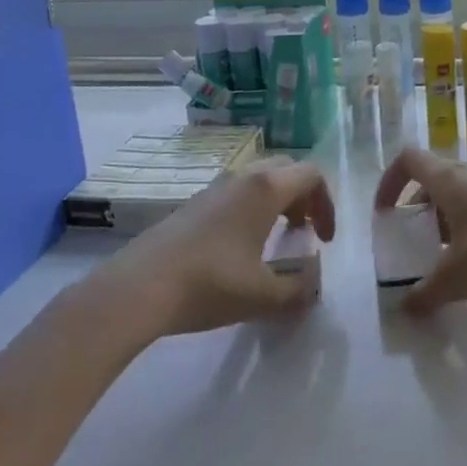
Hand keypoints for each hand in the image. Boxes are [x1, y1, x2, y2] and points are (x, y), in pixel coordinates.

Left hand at [103, 157, 335, 337]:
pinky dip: (253, 209)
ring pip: (260, 179)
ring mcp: (215, 187)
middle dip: (304, 197)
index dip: (327, 203)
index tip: (324, 240)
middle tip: (305, 231)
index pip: (312, 174)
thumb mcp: (263, 295)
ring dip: (278, 202)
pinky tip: (240, 247)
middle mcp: (243, 177)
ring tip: (276, 238)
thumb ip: (299, 288)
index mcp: (266, 188)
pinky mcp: (193, 203)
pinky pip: (237, 193)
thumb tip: (313, 281)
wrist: (139, 288)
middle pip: (287, 170)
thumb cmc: (210, 284)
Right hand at [373, 146, 466, 314]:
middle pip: (433, 179)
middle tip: (412, 242)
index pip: (409, 160)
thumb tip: (405, 308)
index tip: (384, 213)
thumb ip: (426, 292)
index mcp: (449, 180)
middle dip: (417, 208)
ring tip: (442, 256)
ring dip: (443, 219)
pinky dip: (466, 226)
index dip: (390, 181)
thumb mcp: (456, 277)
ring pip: (458, 194)